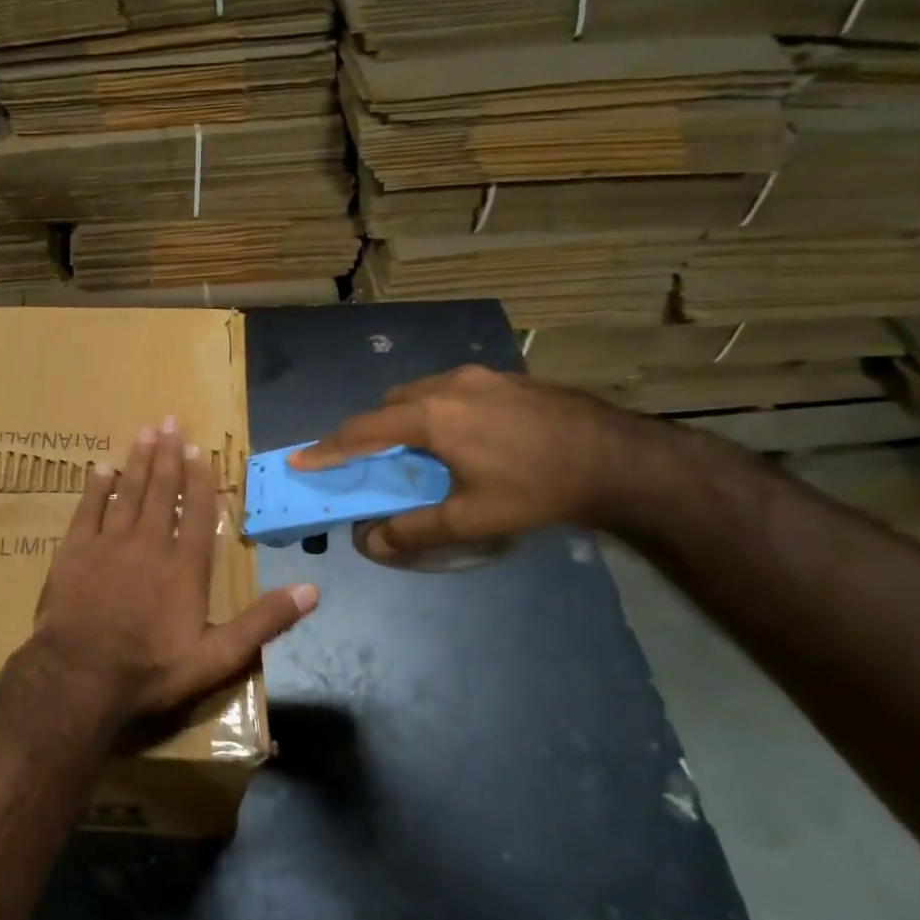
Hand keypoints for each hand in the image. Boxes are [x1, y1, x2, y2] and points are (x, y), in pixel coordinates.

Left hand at [28, 416, 317, 729]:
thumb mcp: (218, 657)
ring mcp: (109, 544)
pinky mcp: (74, 551)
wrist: (81, 677)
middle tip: (169, 421)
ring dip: (137, 462)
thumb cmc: (151, 669)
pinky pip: (88, 510)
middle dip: (167, 455)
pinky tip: (101, 469)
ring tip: (144, 433)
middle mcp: (149, 544)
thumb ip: (263, 622)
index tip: (198, 449)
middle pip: (161, 491)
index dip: (199, 479)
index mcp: (185, 566)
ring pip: (127, 492)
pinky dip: (96, 488)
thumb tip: (312, 591)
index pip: (198, 512)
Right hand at [289, 366, 645, 560]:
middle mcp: (448, 385)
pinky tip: (465, 436)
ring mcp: (480, 376)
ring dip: (407, 418)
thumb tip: (370, 543)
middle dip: (372, 432)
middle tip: (373, 463)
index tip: (300, 460)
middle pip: (390, 406)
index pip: (362, 432)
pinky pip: (452, 389)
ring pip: (421, 392)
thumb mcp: (472, 519)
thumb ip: (414, 531)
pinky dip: (438, 410)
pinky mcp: (506, 376)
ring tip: (421, 451)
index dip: (327, 449)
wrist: (620, 459)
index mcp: (432, 417)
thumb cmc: (537, 489)